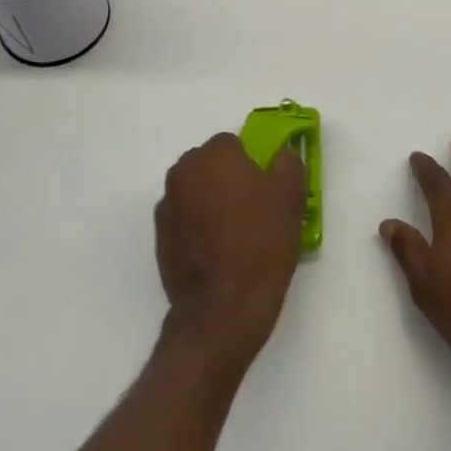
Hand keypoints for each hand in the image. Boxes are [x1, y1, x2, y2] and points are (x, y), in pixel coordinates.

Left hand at [155, 132, 305, 377]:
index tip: (265, 186)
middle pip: (209, 164)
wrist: (224, 307)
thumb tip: (279, 155)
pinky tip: (217, 252)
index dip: (251, 162)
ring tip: (235, 234)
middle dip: (227, 178)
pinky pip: (184, 219)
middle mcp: (183, 173)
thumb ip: (286, 163)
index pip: (232, 143)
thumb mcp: (290, 197)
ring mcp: (167, 207)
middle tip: (253, 207)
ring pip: (195, 191)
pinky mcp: (160, 238)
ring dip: (210, 201)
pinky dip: (197, 227)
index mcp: (213, 156)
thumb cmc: (261, 243)